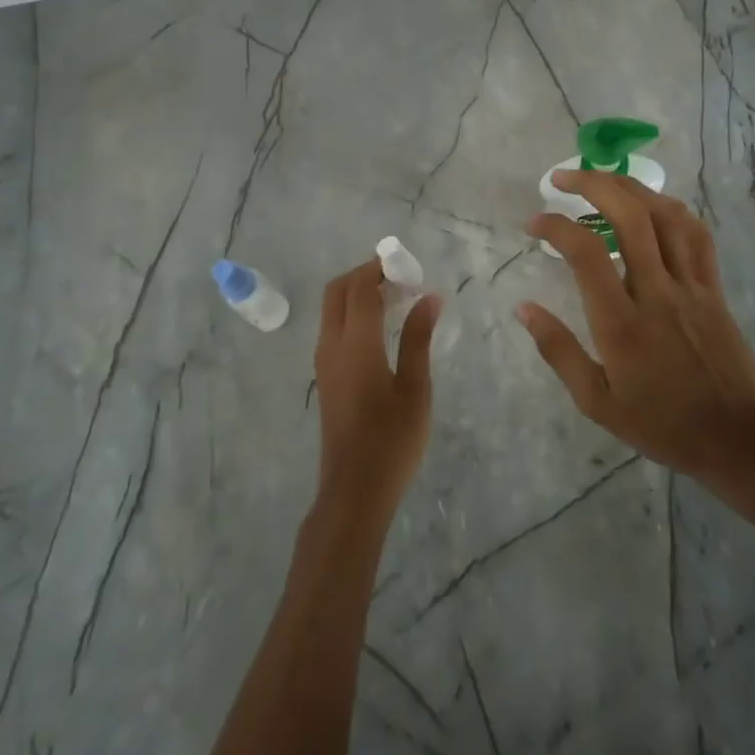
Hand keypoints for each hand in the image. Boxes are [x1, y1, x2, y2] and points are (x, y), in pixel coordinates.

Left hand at [313, 257, 441, 524]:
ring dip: (356, 293)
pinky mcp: (325, 376)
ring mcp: (324, 362)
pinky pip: (333, 327)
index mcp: (356, 345)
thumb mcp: (415, 389)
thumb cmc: (392, 442)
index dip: (379, 268)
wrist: (354, 491)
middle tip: (398, 276)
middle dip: (363, 274)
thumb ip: (419, 338)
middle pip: (337, 291)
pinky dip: (352, 313)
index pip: (360, 288)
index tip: (406, 263)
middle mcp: (332, 345)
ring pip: (332, 309)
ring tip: (394, 297)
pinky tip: (380, 327)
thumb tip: (430, 297)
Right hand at [519, 170, 754, 486]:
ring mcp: (691, 286)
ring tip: (604, 179)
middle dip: (593, 184)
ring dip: (631, 187)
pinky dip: (672, 209)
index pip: (587, 253)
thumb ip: (558, 350)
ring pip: (666, 216)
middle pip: (630, 217)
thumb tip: (523, 308)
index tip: (535, 222)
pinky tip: (654, 204)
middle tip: (563, 178)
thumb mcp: (596, 401)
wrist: (737, 439)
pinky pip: (697, 235)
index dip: (556, 226)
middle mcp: (657, 292)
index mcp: (622, 322)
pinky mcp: (713, 288)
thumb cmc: (660, 424)